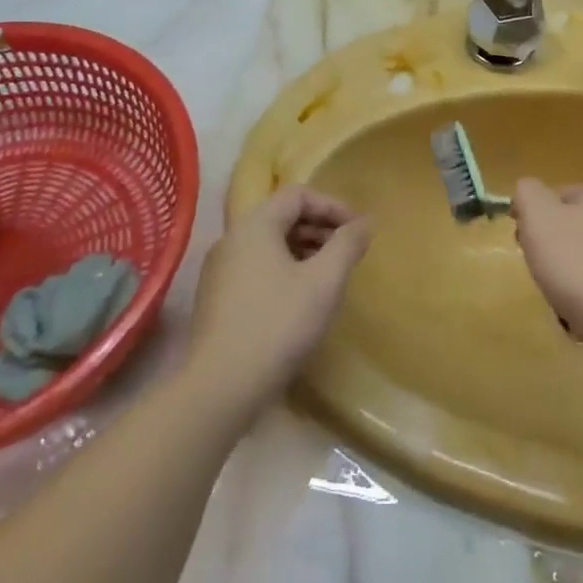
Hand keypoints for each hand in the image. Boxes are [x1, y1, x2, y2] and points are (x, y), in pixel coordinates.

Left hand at [186, 187, 370, 420]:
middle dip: (319, 228)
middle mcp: (231, 239)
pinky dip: (284, 271)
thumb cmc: (278, 324)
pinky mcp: (216, 300)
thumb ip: (347, 244)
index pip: (298, 195)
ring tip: (329, 276)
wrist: (220, 387)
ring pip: (268, 245)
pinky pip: (256, 268)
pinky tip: (300, 301)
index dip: (332, 206)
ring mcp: (219, 271)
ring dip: (303, 251)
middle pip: (281, 217)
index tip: (357, 230)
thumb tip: (366, 222)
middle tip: (347, 252)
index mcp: (255, 226)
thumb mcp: (324, 281)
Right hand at [511, 180, 582, 387]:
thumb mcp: (539, 217)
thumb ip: (527, 193)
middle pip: (568, 232)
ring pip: (580, 265)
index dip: (532, 219)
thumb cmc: (579, 265)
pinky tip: (580, 320)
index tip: (523, 244)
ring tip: (561, 302)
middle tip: (542, 273)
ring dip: (563, 284)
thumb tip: (527, 192)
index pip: (555, 197)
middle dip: (549, 254)